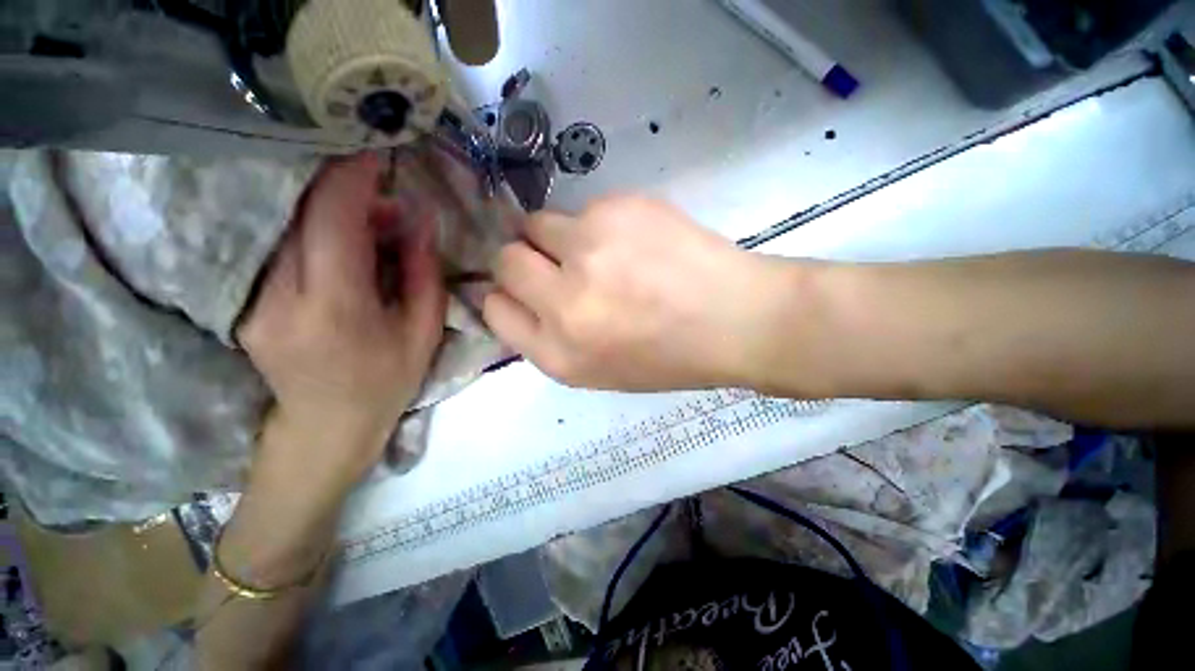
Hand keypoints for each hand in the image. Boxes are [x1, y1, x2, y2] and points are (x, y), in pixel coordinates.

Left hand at [237, 153, 445, 482]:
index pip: (331, 221)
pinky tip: (343, 245)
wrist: (327, 427)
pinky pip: (280, 250)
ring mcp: (253, 300)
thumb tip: (418, 220)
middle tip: (383, 193)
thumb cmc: (388, 381)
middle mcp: (281, 297)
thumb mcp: (422, 332)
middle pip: (301, 216)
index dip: (350, 178)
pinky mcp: (245, 303)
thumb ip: (423, 273)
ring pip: (287, 229)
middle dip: (342, 191)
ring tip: (372, 222)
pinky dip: (313, 234)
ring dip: (328, 212)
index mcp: (336, 308)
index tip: (372, 151)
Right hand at [483, 195, 782, 390]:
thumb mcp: (597, 370)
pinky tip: (636, 241)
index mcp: (559, 353)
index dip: (505, 297)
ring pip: (538, 224)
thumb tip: (519, 297)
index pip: (495, 310)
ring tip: (602, 253)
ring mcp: (590, 249)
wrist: (735, 320)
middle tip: (557, 265)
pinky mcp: (618, 209)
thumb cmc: (667, 357)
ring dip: (559, 239)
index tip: (523, 291)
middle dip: (522, 260)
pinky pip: (584, 209)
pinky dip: (598, 224)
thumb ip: (549, 337)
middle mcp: (564, 302)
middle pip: (505, 259)